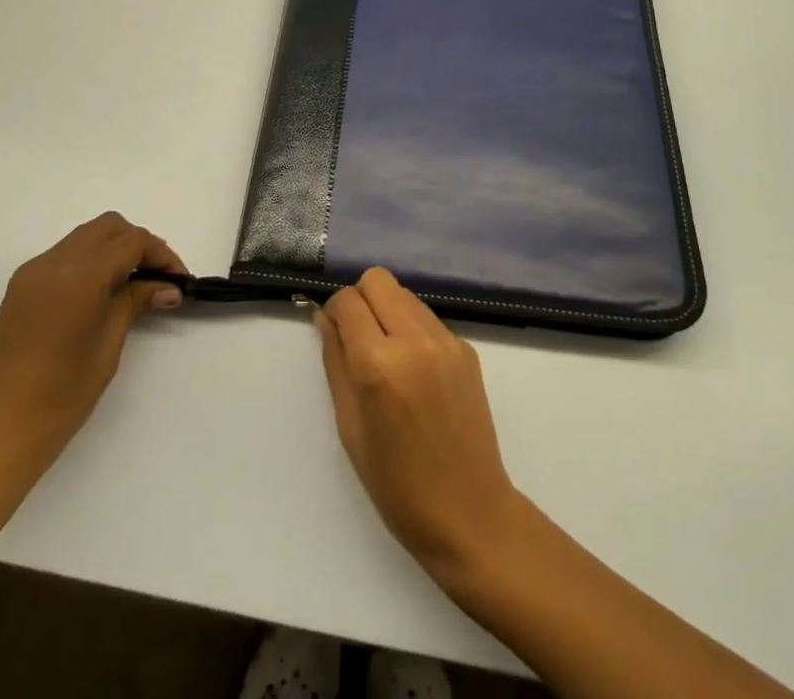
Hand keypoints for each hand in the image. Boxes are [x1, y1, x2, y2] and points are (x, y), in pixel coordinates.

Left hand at [0, 212, 187, 519]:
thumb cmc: (58, 399)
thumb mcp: (107, 347)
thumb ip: (135, 303)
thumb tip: (167, 286)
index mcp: (78, 275)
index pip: (131, 241)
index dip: (161, 255)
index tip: (179, 280)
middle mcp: (53, 262)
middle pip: (109, 228)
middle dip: (139, 245)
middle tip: (159, 279)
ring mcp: (32, 272)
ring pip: (86, 237)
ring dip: (115, 250)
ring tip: (135, 286)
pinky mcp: (20, 287)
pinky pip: (66, 255)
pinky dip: (92, 261)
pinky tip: (104, 293)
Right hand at [316, 268, 524, 580]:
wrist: (469, 513)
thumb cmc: (397, 484)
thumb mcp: (349, 427)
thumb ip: (335, 362)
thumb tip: (324, 318)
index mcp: (379, 365)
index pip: (347, 301)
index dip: (334, 312)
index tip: (334, 334)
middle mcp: (415, 340)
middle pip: (378, 280)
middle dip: (361, 300)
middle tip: (358, 339)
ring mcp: (446, 341)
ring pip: (405, 293)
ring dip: (388, 310)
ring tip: (388, 356)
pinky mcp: (467, 348)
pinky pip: (428, 318)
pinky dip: (413, 329)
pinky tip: (416, 372)